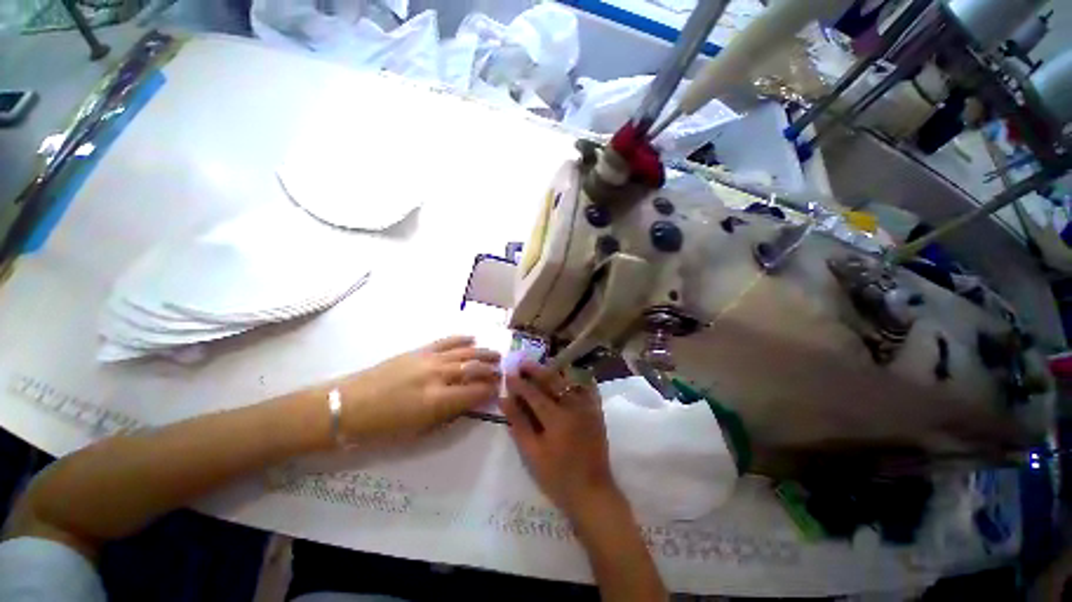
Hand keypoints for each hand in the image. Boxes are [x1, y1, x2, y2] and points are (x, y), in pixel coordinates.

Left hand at [335, 336, 500, 439]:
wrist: (348, 405)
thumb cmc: (382, 427)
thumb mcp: (419, 430)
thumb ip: (449, 413)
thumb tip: (469, 401)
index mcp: (437, 400)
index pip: (475, 391)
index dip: (490, 390)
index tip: (499, 389)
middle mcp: (437, 375)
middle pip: (473, 369)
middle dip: (491, 370)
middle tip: (501, 372)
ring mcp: (428, 359)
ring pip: (465, 352)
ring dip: (483, 353)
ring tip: (496, 355)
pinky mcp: (419, 350)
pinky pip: (446, 341)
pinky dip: (461, 339)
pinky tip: (472, 339)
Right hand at [500, 361, 619, 517]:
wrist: (592, 492)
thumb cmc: (557, 477)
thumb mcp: (532, 453)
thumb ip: (519, 424)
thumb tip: (505, 400)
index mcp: (557, 418)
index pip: (534, 394)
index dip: (520, 383)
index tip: (508, 373)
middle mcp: (574, 406)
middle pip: (553, 381)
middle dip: (537, 370)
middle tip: (523, 361)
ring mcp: (588, 407)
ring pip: (570, 381)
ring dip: (555, 371)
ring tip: (542, 366)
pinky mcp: (597, 412)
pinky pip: (588, 388)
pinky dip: (578, 378)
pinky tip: (570, 374)